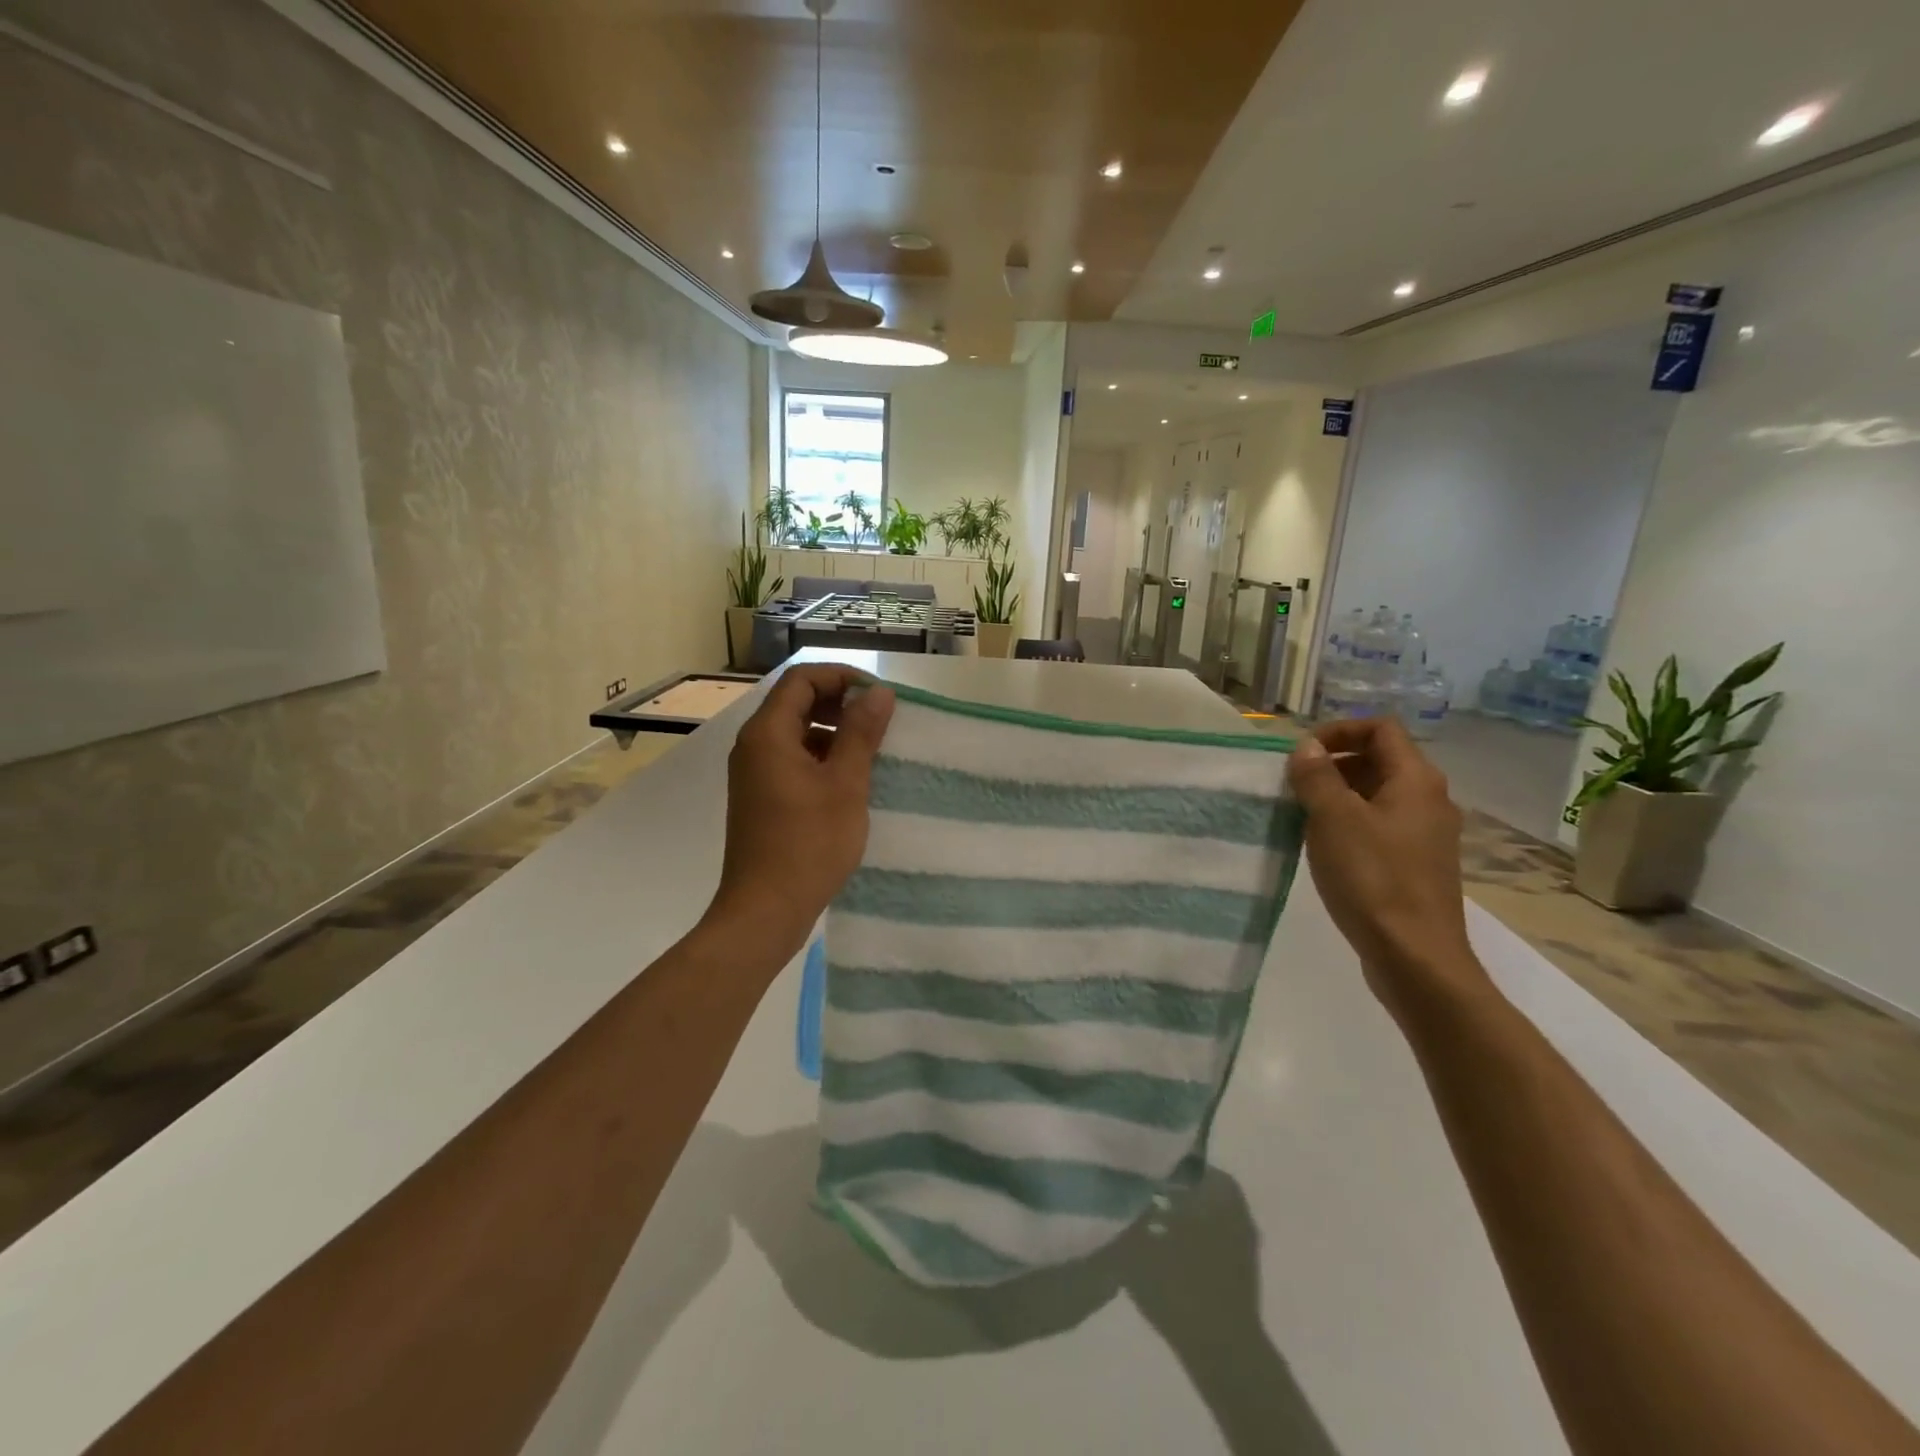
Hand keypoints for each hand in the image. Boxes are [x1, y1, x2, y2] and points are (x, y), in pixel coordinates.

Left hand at [705, 664, 895, 962]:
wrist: (765, 910)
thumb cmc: (808, 844)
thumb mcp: (845, 784)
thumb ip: (861, 733)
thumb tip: (878, 692)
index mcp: (768, 734)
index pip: (802, 679)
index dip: (842, 677)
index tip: (879, 696)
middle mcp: (754, 745)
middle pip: (796, 702)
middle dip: (840, 703)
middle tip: (880, 722)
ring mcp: (754, 773)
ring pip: (796, 732)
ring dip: (833, 732)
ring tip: (872, 752)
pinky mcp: (760, 797)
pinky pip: (792, 759)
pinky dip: (822, 758)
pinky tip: (851, 781)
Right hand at [1285, 717, 1489, 1019]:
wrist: (1415, 956)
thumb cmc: (1373, 878)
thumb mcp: (1333, 819)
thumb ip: (1317, 776)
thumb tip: (1306, 747)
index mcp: (1416, 780)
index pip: (1381, 728)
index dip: (1339, 730)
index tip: (1301, 753)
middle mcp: (1429, 799)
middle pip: (1380, 759)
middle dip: (1334, 763)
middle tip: (1294, 783)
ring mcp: (1426, 834)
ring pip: (1377, 794)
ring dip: (1338, 794)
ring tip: (1301, 814)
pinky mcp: (1417, 864)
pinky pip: (1380, 825)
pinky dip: (1349, 822)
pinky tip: (1323, 846)